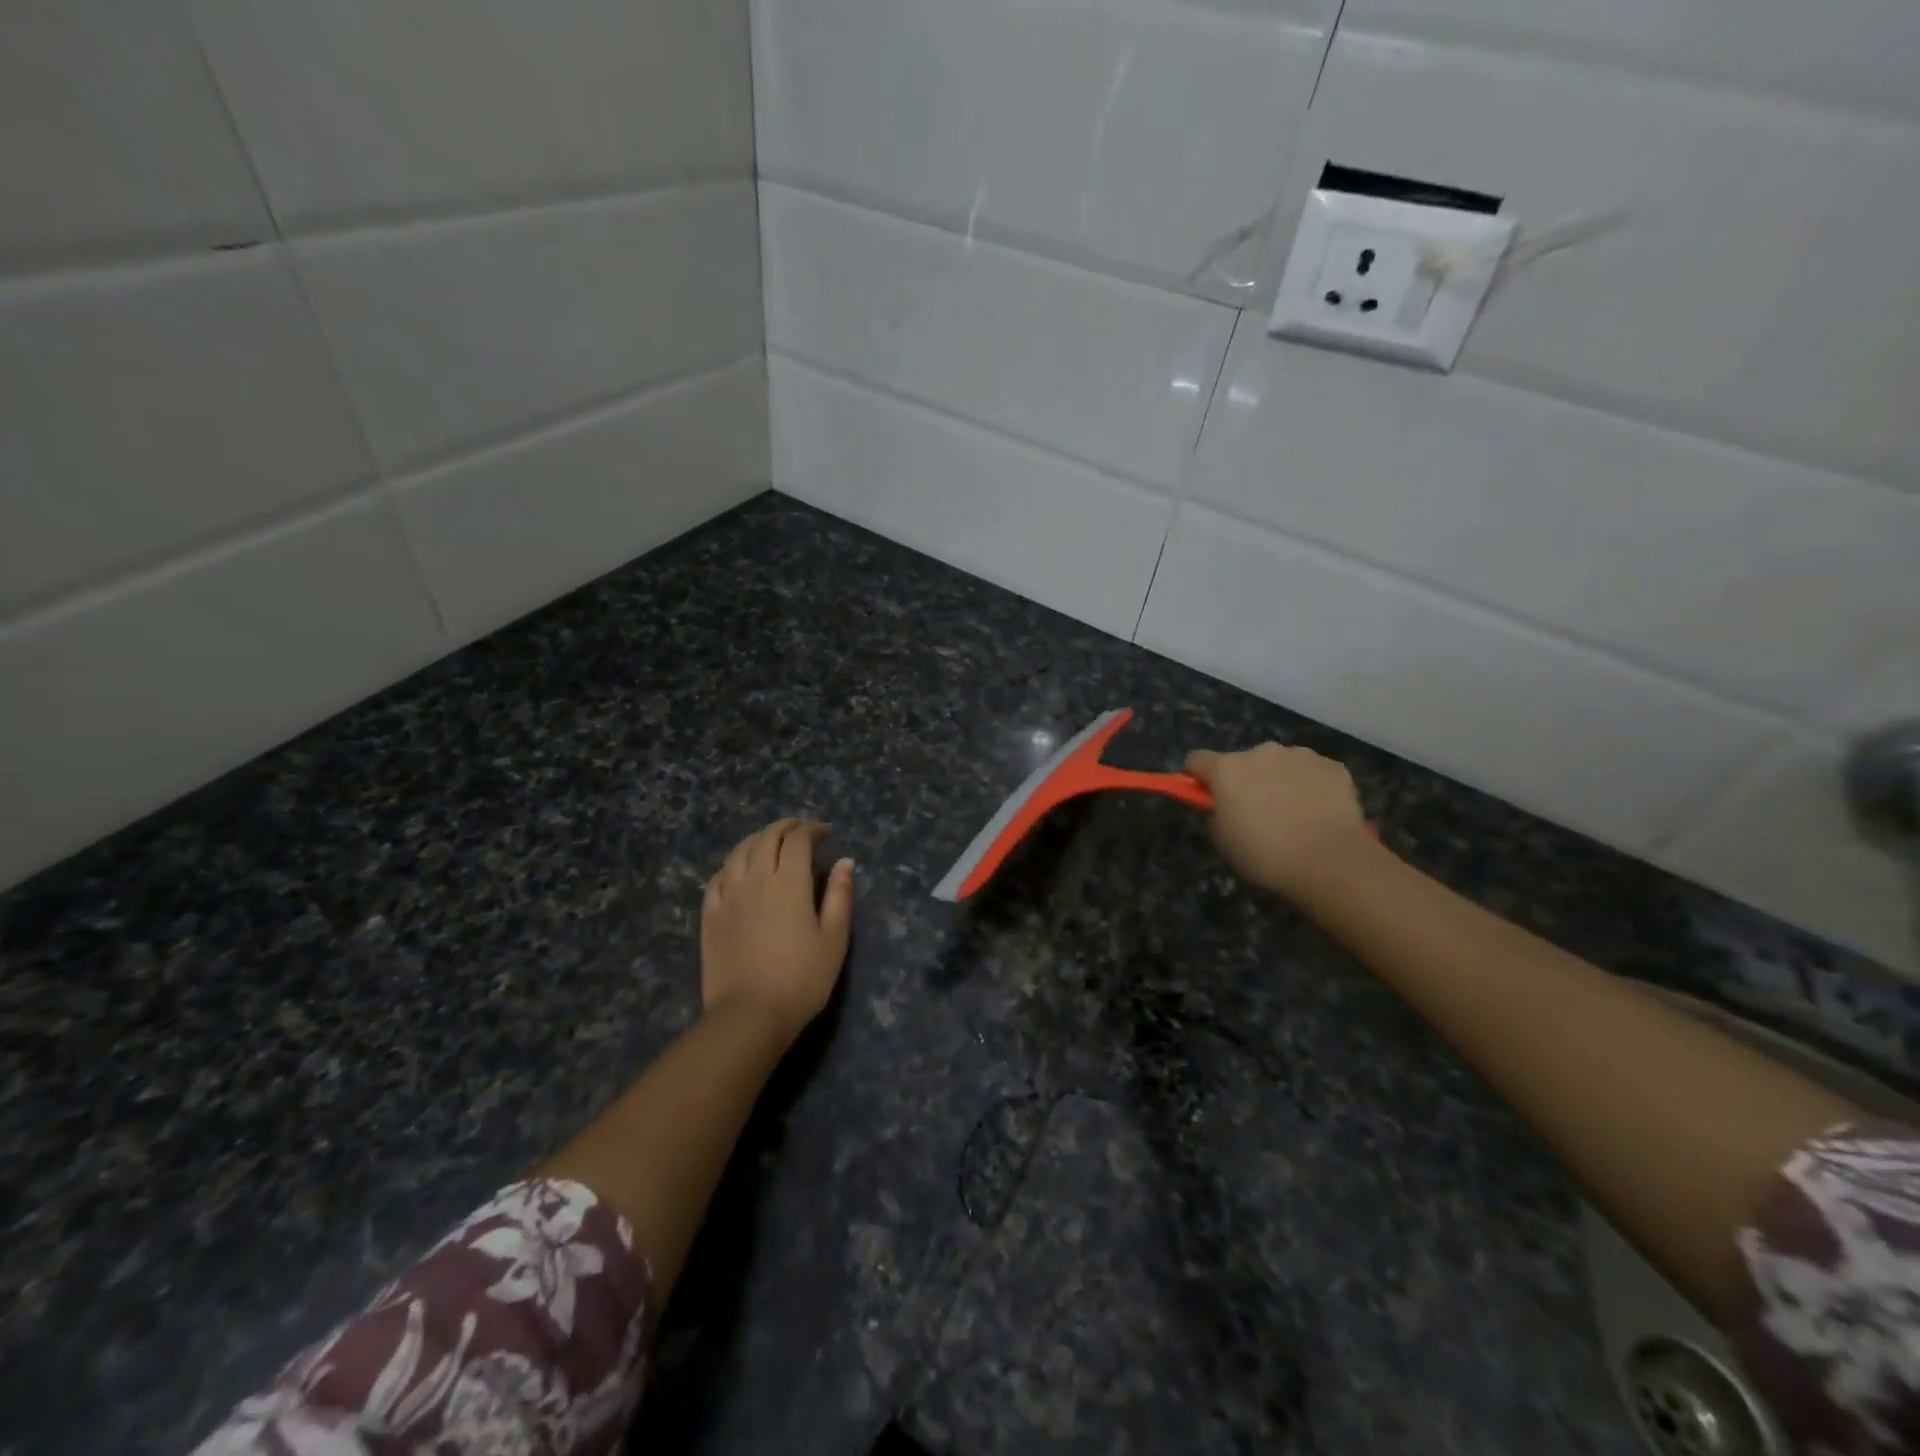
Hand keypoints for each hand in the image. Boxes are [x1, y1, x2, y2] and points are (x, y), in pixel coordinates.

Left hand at [701, 819, 853, 1044]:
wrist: (749, 1015)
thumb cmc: (801, 979)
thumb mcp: (834, 939)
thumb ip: (839, 896)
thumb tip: (845, 862)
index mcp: (789, 882)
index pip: (798, 840)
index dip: (812, 829)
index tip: (825, 833)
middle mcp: (756, 879)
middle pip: (766, 838)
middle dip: (785, 827)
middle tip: (800, 830)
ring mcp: (729, 896)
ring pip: (739, 852)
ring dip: (757, 839)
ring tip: (770, 842)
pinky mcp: (710, 915)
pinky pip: (718, 877)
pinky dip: (733, 864)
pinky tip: (739, 870)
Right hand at [1184, 743, 1371, 898]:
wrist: (1332, 862)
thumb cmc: (1266, 855)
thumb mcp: (1223, 841)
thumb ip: (1215, 813)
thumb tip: (1221, 804)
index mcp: (1227, 768)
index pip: (1196, 759)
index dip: (1198, 777)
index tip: (1206, 796)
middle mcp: (1261, 751)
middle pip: (1242, 761)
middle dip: (1244, 780)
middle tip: (1256, 812)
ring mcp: (1300, 755)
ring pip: (1279, 764)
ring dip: (1278, 780)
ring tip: (1293, 814)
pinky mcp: (1333, 766)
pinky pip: (1312, 772)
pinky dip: (1310, 786)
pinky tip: (1319, 813)